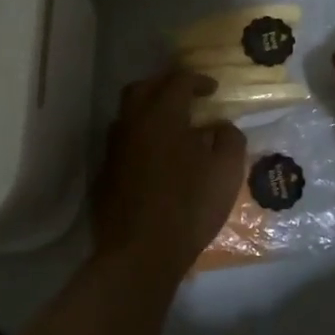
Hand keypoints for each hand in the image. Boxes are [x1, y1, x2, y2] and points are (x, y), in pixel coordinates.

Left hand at [94, 72, 245, 278]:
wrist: (140, 254)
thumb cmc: (190, 207)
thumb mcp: (227, 171)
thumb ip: (229, 139)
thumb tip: (222, 126)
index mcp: (162, 116)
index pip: (177, 81)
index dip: (198, 80)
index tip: (213, 90)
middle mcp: (132, 125)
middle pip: (142, 89)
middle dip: (165, 85)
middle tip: (186, 96)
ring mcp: (113, 150)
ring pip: (127, 115)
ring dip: (149, 111)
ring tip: (172, 127)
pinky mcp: (105, 175)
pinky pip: (123, 143)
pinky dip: (140, 139)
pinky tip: (157, 158)